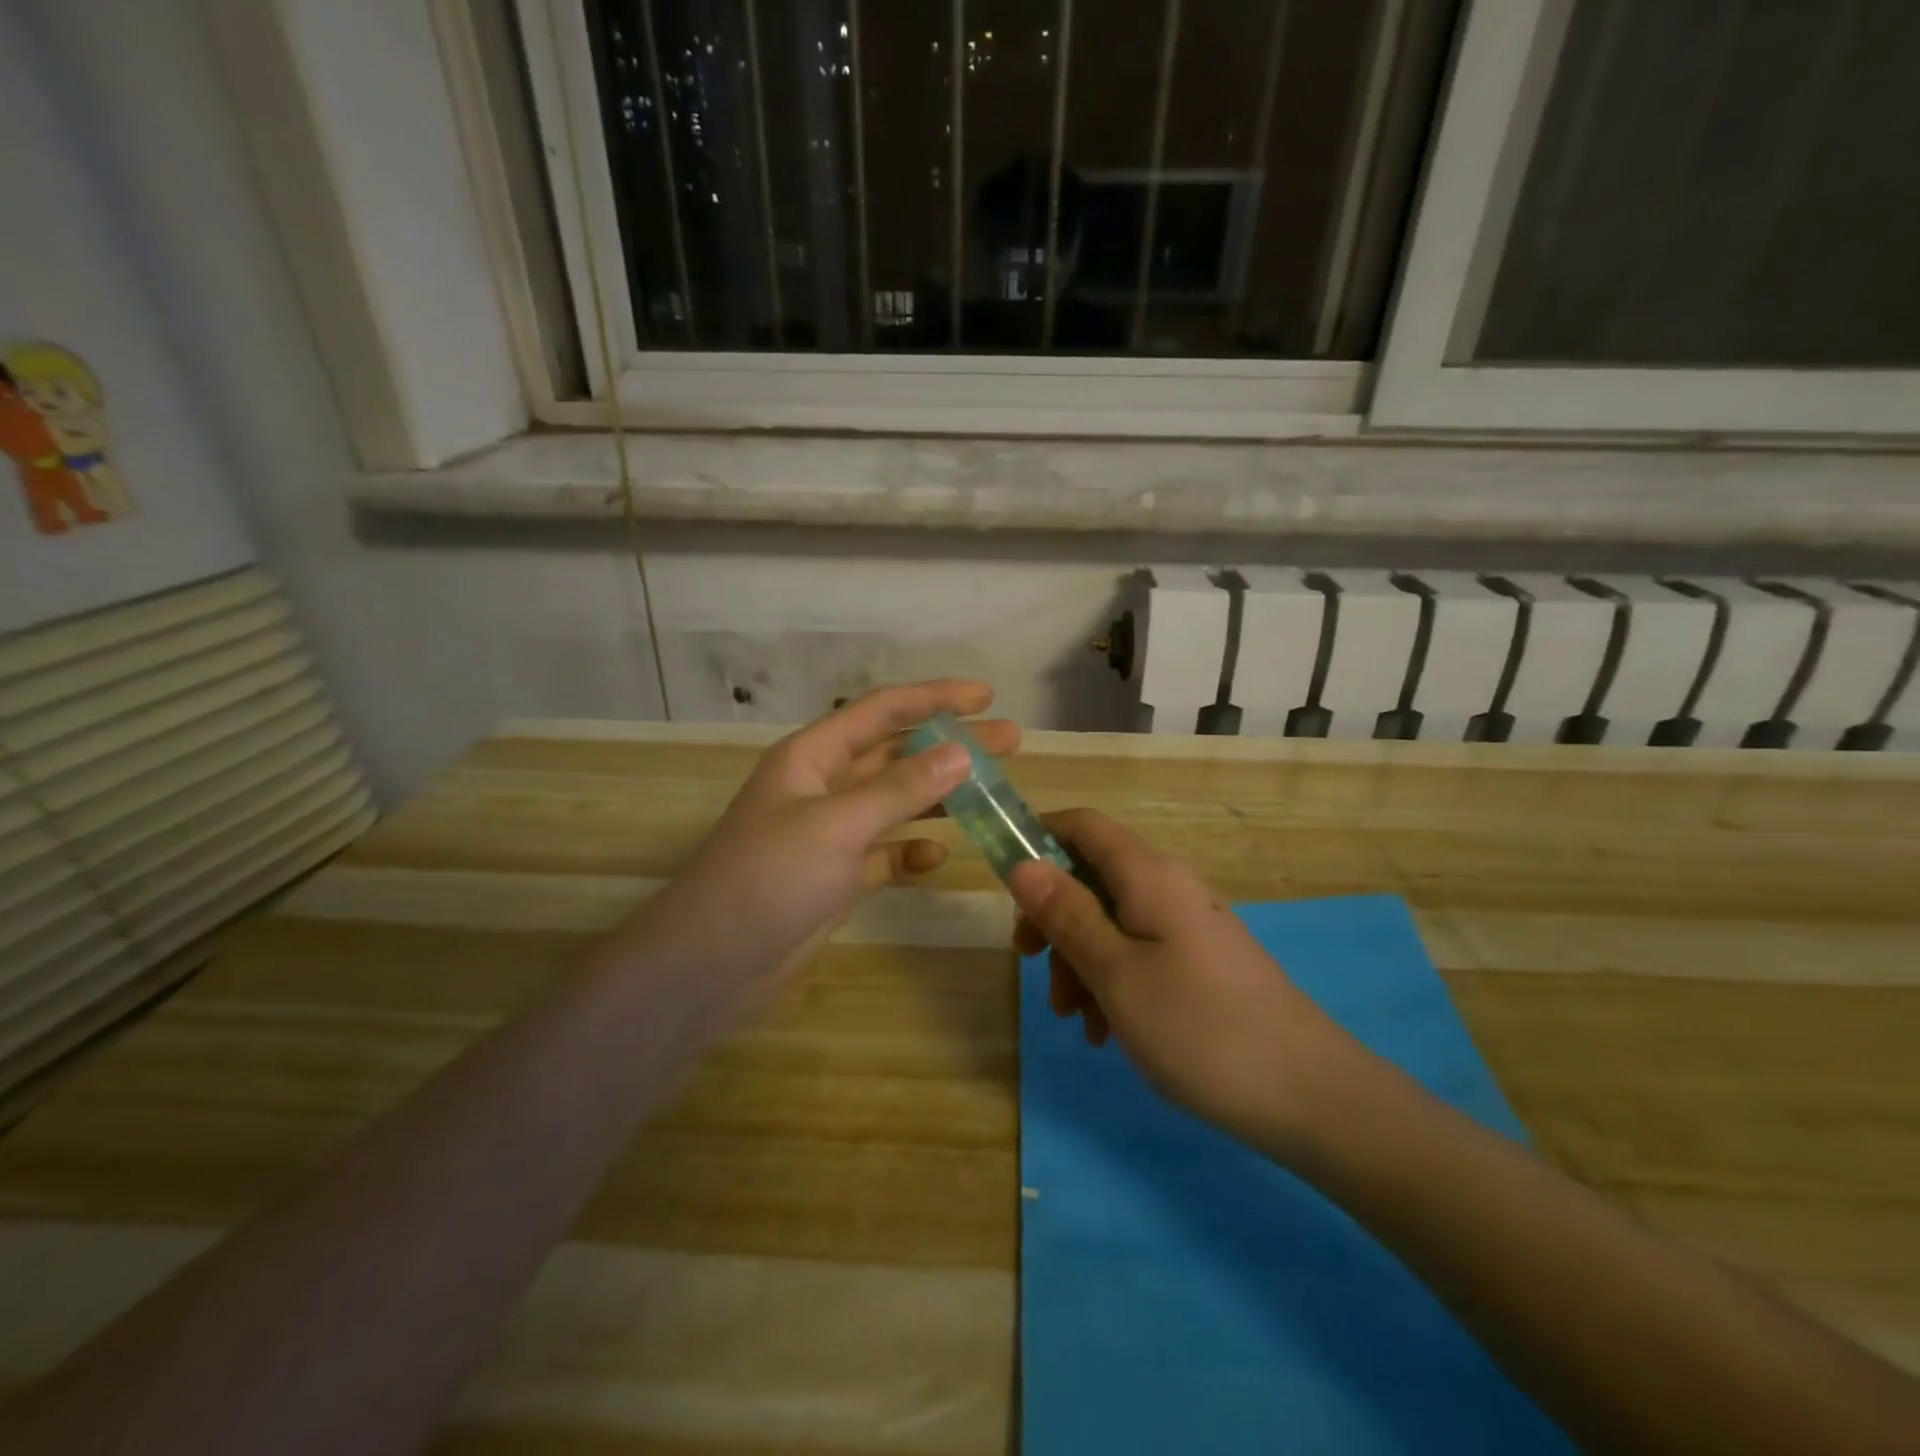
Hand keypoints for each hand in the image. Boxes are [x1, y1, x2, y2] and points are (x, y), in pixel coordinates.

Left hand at [640, 681, 1017, 1017]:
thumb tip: (961, 753)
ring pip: (894, 801)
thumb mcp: (836, 824)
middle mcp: (822, 786)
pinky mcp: (835, 876)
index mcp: (812, 756)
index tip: (986, 695)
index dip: (933, 697)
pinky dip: (911, 850)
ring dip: (939, 794)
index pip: (881, 711)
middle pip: (896, 753)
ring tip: (994, 790)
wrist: (709, 966)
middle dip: (950, 743)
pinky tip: (938, 856)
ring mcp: (829, 833)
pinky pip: (884, 853)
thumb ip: (899, 789)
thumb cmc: (767, 878)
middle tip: (1010, 740)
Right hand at [1009, 809, 1357, 1147]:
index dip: (1037, 839)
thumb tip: (1023, 864)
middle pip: (1091, 878)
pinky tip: (1107, 1034)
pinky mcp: (1200, 965)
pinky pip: (1139, 956)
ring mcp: (1187, 928)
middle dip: (1053, 918)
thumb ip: (1066, 914)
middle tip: (1028, 962)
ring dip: (1079, 961)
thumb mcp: (1116, 972)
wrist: (1310, 1097)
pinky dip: (1112, 984)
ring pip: (1111, 923)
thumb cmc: (1200, 1027)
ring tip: (1074, 1019)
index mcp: (1148, 874)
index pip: (1082, 825)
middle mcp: (1168, 888)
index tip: (1006, 886)